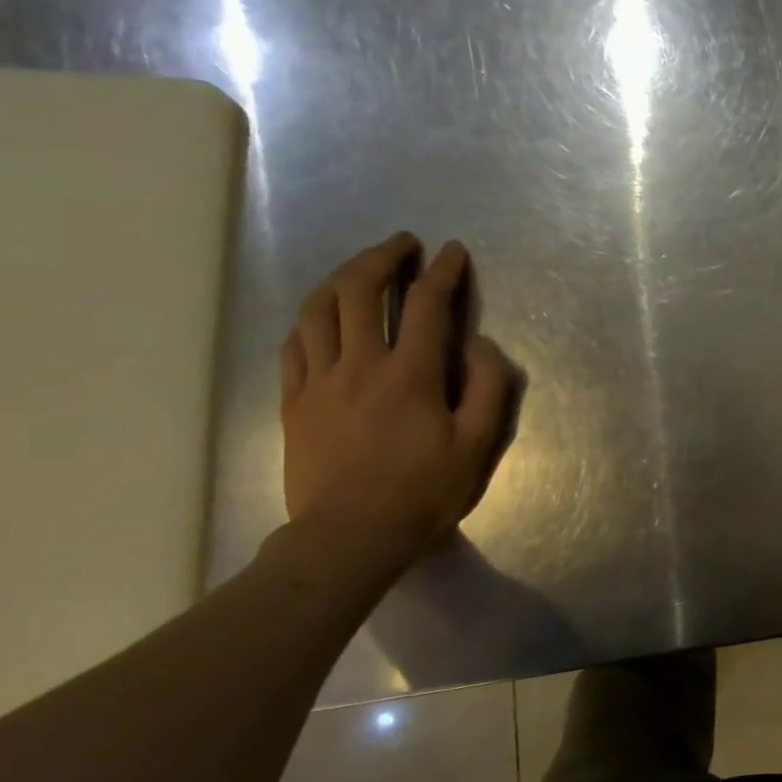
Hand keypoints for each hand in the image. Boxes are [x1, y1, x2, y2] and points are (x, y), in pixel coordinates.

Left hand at [280, 233, 515, 559]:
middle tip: (403, 245)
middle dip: (382, 258)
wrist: (350, 536)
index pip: (426, 304)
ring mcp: (319, 382)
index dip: (443, 272)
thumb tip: (476, 343)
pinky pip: (293, 345)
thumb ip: (488, 385)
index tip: (453, 253)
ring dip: (341, 277)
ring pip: (318, 310)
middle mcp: (359, 365)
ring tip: (361, 268)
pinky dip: (310, 318)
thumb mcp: (478, 443)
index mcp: (409, 374)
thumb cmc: (424, 490)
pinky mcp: (293, 402)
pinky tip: (322, 314)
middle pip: (359, 291)